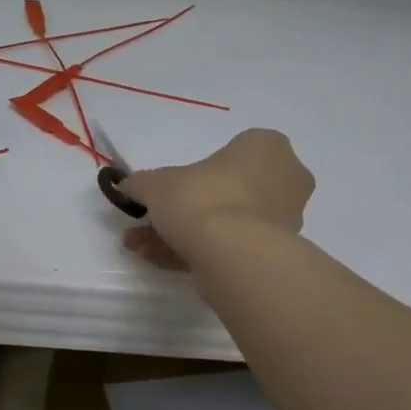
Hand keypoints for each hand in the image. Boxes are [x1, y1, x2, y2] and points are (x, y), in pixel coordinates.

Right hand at [118, 128, 312, 270]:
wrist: (234, 255)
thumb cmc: (202, 199)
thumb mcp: (157, 185)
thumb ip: (140, 183)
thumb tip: (125, 186)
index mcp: (266, 147)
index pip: (228, 154)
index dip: (190, 176)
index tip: (164, 194)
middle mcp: (284, 178)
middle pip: (225, 192)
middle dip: (181, 211)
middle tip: (147, 225)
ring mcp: (284, 219)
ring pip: (226, 223)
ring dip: (183, 235)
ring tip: (143, 248)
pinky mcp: (275, 254)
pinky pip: (231, 247)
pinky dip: (197, 253)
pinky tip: (160, 262)